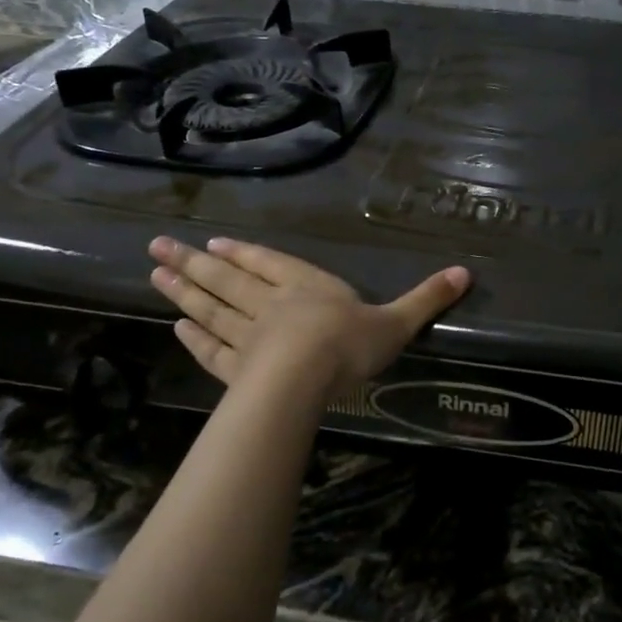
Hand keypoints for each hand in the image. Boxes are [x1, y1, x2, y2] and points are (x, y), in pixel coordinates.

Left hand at [148, 236, 468, 393]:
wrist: (304, 380)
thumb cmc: (349, 344)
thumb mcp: (397, 321)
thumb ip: (426, 298)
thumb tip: (466, 271)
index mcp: (307, 286)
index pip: (270, 263)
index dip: (244, 253)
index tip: (214, 242)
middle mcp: (270, 304)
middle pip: (226, 279)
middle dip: (193, 264)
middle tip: (156, 248)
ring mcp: (247, 337)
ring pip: (210, 309)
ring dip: (183, 292)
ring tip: (154, 275)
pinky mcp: (236, 370)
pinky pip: (211, 350)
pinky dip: (193, 338)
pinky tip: (176, 327)